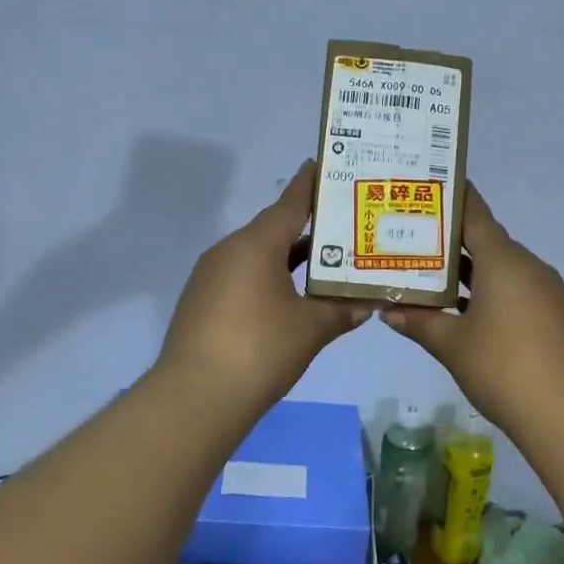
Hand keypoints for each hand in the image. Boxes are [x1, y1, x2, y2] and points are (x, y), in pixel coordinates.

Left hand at [155, 160, 372, 408]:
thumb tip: (368, 303)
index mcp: (256, 244)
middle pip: (273, 228)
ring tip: (323, 261)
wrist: (195, 398)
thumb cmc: (260, 349)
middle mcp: (229, 251)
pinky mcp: (201, 302)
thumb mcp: (311, 328)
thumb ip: (341, 310)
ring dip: (288, 257)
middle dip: (307, 227)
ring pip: (257, 254)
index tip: (323, 165)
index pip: (290, 204)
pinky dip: (267, 277)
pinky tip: (289, 297)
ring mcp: (210, 276)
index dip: (309, 185)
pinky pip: (241, 276)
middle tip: (342, 224)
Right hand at [381, 183, 563, 431]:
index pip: (474, 214)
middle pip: (487, 242)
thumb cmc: (504, 369)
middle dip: (452, 243)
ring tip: (435, 281)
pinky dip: (494, 293)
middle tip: (415, 243)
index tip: (430, 186)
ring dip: (472, 273)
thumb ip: (418, 322)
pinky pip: (519, 290)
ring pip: (503, 269)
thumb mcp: (452, 345)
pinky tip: (472, 316)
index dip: (452, 198)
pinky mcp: (559, 315)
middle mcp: (529, 266)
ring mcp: (548, 291)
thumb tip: (387, 310)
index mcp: (503, 261)